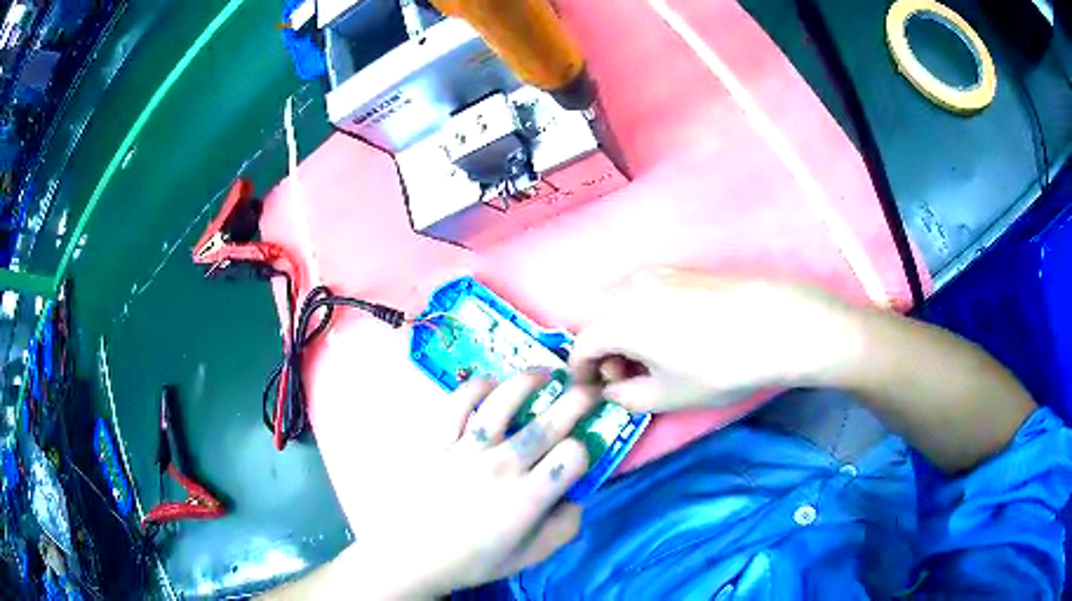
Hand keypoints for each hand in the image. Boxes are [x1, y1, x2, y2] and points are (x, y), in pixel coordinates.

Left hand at [350, 373, 597, 597]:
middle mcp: (502, 466)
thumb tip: (577, 497)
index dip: (584, 449)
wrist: (413, 556)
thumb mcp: (530, 557)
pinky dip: (476, 387)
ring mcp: (467, 449)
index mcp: (528, 497)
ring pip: (504, 401)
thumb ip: (564, 528)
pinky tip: (490, 384)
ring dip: (529, 381)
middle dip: (577, 399)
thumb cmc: (474, 559)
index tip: (579, 451)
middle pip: (549, 422)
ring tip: (545, 373)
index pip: (572, 455)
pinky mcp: (437, 440)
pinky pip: (458, 403)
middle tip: (589, 386)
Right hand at [570, 268, 858, 412]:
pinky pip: (642, 291)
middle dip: (600, 349)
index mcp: (618, 318)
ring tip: (648, 356)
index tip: (590, 390)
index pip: (582, 345)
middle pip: (596, 318)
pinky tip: (669, 334)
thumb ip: (626, 397)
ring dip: (620, 330)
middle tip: (623, 375)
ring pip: (619, 301)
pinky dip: (640, 314)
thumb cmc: (718, 366)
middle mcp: (629, 286)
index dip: (580, 372)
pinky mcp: (680, 269)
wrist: (776, 324)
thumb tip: (611, 389)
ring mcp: (656, 272)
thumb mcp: (667, 396)